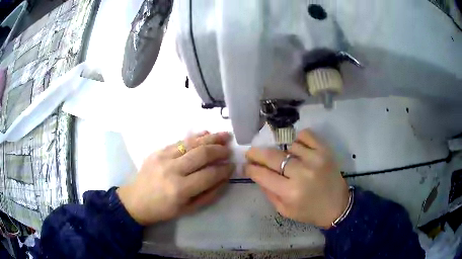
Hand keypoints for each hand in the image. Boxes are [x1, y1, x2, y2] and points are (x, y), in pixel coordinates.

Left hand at [117, 131, 234, 225]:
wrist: (136, 200)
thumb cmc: (163, 209)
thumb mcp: (188, 209)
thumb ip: (209, 194)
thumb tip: (224, 178)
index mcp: (180, 189)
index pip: (209, 174)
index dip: (224, 170)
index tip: (232, 166)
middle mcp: (172, 170)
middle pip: (202, 154)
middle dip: (219, 150)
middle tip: (229, 150)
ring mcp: (163, 157)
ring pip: (192, 143)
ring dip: (210, 138)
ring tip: (224, 135)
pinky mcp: (158, 151)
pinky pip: (179, 141)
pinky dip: (195, 136)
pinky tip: (206, 134)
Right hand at [244, 129, 348, 228]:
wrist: (338, 206)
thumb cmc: (310, 212)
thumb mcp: (284, 210)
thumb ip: (269, 192)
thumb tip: (257, 173)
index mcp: (290, 192)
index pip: (262, 175)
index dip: (250, 168)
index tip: (246, 165)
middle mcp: (302, 173)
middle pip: (272, 156)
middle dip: (256, 153)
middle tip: (251, 153)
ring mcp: (315, 159)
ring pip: (288, 145)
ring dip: (283, 152)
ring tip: (286, 160)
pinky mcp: (325, 151)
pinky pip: (305, 135)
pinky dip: (299, 140)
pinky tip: (298, 149)